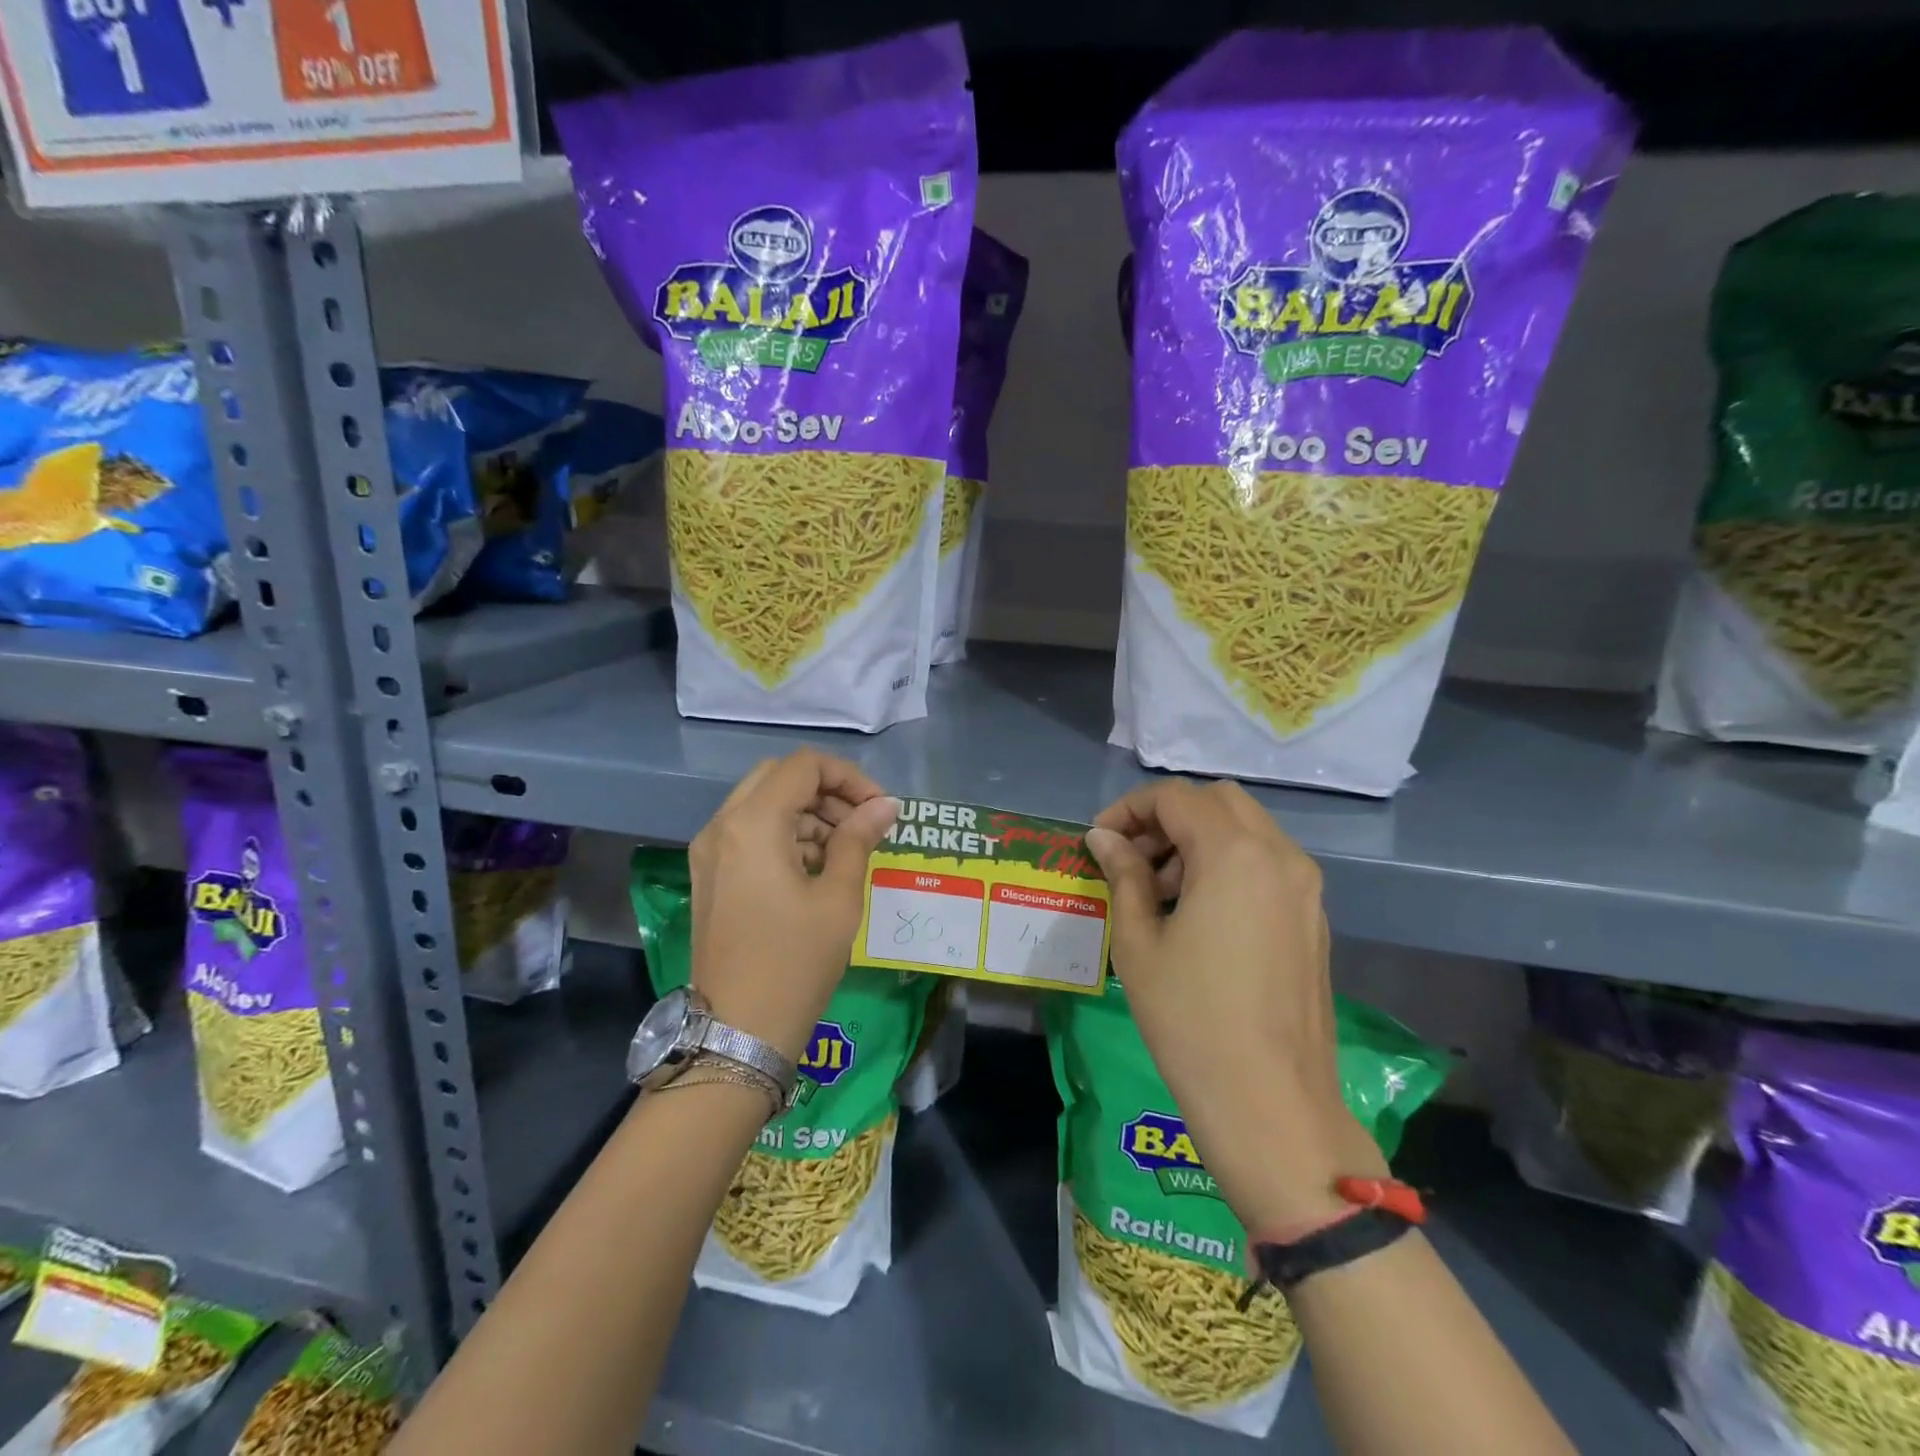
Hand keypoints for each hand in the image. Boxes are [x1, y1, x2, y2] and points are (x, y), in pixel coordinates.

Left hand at [688, 750, 899, 1062]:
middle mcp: (722, 826)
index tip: (879, 808)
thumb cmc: (795, 962)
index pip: (804, 766)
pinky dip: (785, 835)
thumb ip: (859, 839)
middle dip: (826, 791)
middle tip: (862, 823)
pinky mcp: (709, 876)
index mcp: (752, 824)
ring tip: (845, 850)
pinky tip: (815, 868)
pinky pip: (749, 833)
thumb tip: (885, 805)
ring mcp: (709, 852)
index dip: (849, 777)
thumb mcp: (838, 898)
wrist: (737, 1033)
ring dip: (807, 813)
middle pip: (779, 777)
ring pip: (762, 803)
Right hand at [1086, 781, 1385, 1237]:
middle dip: (1167, 818)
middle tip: (1132, 860)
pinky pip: (1266, 863)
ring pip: (1246, 828)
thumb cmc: (1190, 1019)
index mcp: (1234, 853)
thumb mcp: (1138, 941)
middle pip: (1217, 800)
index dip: (1129, 810)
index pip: (1175, 797)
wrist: (1270, 1103)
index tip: (1100, 842)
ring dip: (1198, 839)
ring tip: (1160, 893)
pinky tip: (1199, 914)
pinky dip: (1227, 863)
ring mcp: (1305, 887)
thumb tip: (1103, 838)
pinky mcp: (1313, 917)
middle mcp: (1279, 855)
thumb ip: (1123, 875)